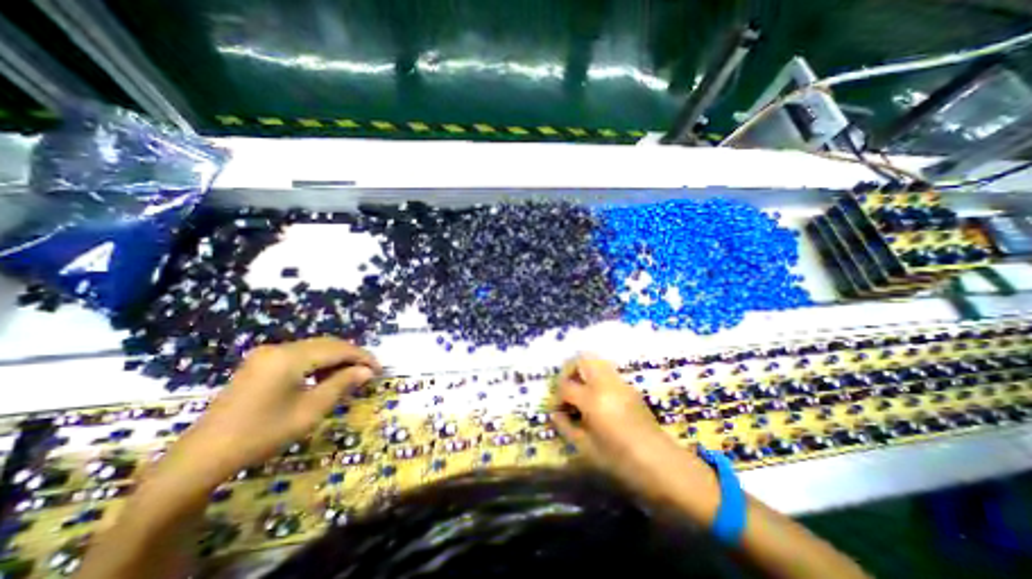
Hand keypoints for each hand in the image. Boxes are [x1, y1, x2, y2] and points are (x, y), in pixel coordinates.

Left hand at [152, 337, 378, 490]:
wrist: (202, 457)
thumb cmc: (262, 434)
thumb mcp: (310, 411)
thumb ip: (342, 385)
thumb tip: (368, 371)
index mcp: (290, 357)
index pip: (338, 349)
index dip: (362, 357)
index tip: (380, 369)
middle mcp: (279, 348)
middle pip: (327, 344)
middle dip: (351, 356)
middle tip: (369, 372)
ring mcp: (267, 354)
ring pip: (315, 348)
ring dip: (336, 359)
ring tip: (351, 376)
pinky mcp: (261, 363)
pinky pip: (300, 355)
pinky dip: (319, 363)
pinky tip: (325, 377)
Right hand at [552, 350, 714, 503]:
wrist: (662, 464)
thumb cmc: (621, 461)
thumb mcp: (586, 448)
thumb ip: (566, 427)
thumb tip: (555, 414)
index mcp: (592, 399)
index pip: (565, 386)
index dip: (556, 397)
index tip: (557, 410)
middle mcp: (605, 383)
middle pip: (581, 359)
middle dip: (568, 371)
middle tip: (566, 390)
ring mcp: (620, 382)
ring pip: (596, 360)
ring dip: (583, 371)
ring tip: (580, 391)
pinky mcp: (630, 386)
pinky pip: (607, 371)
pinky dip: (596, 377)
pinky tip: (597, 399)